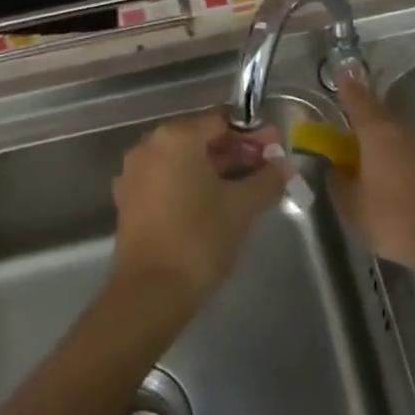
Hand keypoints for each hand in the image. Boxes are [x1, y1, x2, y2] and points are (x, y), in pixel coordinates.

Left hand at [112, 112, 287, 308]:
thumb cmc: (199, 238)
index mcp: (176, 137)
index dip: (252, 136)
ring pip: (184, 161)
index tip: (275, 152)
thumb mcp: (241, 206)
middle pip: (201, 139)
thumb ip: (266, 179)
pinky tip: (215, 205)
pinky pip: (168, 180)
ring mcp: (135, 173)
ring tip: (245, 189)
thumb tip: (284, 165)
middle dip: (235, 152)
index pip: (221, 122)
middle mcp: (150, 146)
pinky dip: (192, 185)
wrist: (150, 292)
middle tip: (266, 170)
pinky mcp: (129, 200)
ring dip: (215, 170)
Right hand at [331, 74, 414, 275]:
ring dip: (378, 132)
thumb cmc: (390, 218)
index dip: (346, 86)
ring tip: (362, 148)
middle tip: (344, 119)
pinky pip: (405, 145)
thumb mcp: (350, 204)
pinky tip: (385, 167)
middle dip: (360, 112)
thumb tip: (334, 166)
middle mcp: (401, 129)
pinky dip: (392, 148)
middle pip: (377, 112)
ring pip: (393, 129)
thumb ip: (336, 179)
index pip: (357, 99)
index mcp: (377, 132)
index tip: (339, 72)